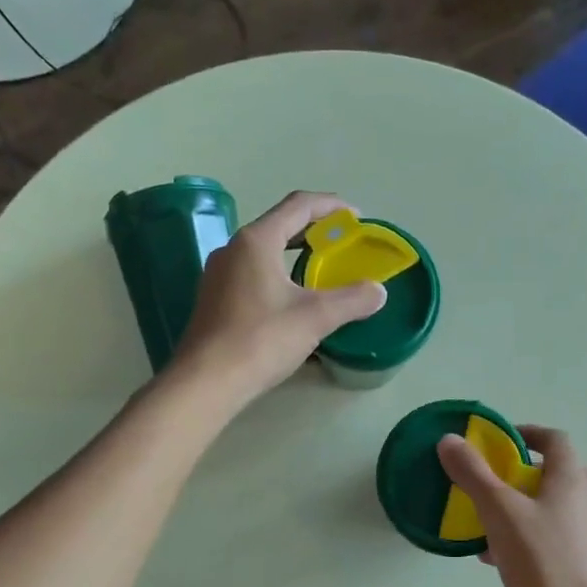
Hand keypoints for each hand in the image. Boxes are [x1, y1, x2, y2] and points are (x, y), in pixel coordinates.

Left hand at [172, 190, 387, 409]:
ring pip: (264, 252)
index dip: (331, 206)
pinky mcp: (214, 300)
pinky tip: (292, 299)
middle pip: (279, 225)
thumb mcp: (316, 317)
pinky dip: (278, 275)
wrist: (207, 381)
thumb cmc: (261, 339)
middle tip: (342, 244)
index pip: (298, 205)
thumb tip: (379, 292)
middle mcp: (233, 249)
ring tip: (320, 270)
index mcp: (256, 240)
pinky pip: (252, 274)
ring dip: (294, 254)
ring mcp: (219, 275)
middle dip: (314, 231)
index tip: (357, 217)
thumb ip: (352, 300)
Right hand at [436, 425, 586, 586]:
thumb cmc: (542, 561)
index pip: (554, 439)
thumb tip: (449, 439)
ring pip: (541, 508)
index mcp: (571, 479)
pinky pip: (541, 537)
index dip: (525, 433)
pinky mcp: (573, 562)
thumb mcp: (500, 512)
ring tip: (478, 521)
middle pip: (547, 473)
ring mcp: (580, 534)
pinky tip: (491, 557)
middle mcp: (582, 501)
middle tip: (481, 481)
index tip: (495, 442)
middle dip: (511, 474)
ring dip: (510, 508)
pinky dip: (517, 537)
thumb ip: (473, 474)